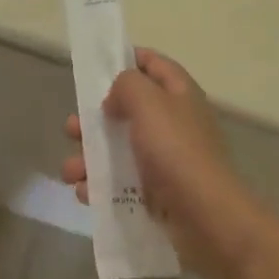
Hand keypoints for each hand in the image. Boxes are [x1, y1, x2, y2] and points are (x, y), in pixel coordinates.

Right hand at [62, 49, 264, 278]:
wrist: (207, 219)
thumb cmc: (176, 150)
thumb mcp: (148, 102)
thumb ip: (126, 85)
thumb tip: (114, 98)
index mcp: (179, 94)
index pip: (153, 64)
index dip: (127, 59)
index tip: (96, 66)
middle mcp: (174, 123)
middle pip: (129, 110)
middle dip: (96, 118)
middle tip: (72, 126)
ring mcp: (166, 160)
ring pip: (120, 150)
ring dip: (91, 156)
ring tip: (71, 170)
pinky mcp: (159, 194)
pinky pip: (122, 183)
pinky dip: (101, 186)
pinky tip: (84, 192)